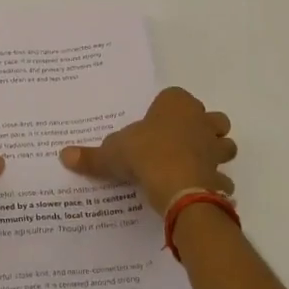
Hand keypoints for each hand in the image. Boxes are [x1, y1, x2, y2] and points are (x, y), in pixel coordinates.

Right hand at [60, 87, 234, 213]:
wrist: (177, 187)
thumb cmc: (145, 155)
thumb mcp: (112, 153)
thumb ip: (91, 155)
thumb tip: (63, 155)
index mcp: (176, 104)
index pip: (175, 97)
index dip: (166, 110)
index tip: (153, 124)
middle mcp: (201, 120)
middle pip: (211, 118)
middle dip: (202, 128)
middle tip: (179, 142)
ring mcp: (215, 148)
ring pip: (224, 144)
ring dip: (215, 153)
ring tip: (193, 165)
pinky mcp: (220, 174)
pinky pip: (221, 178)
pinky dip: (214, 184)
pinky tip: (198, 191)